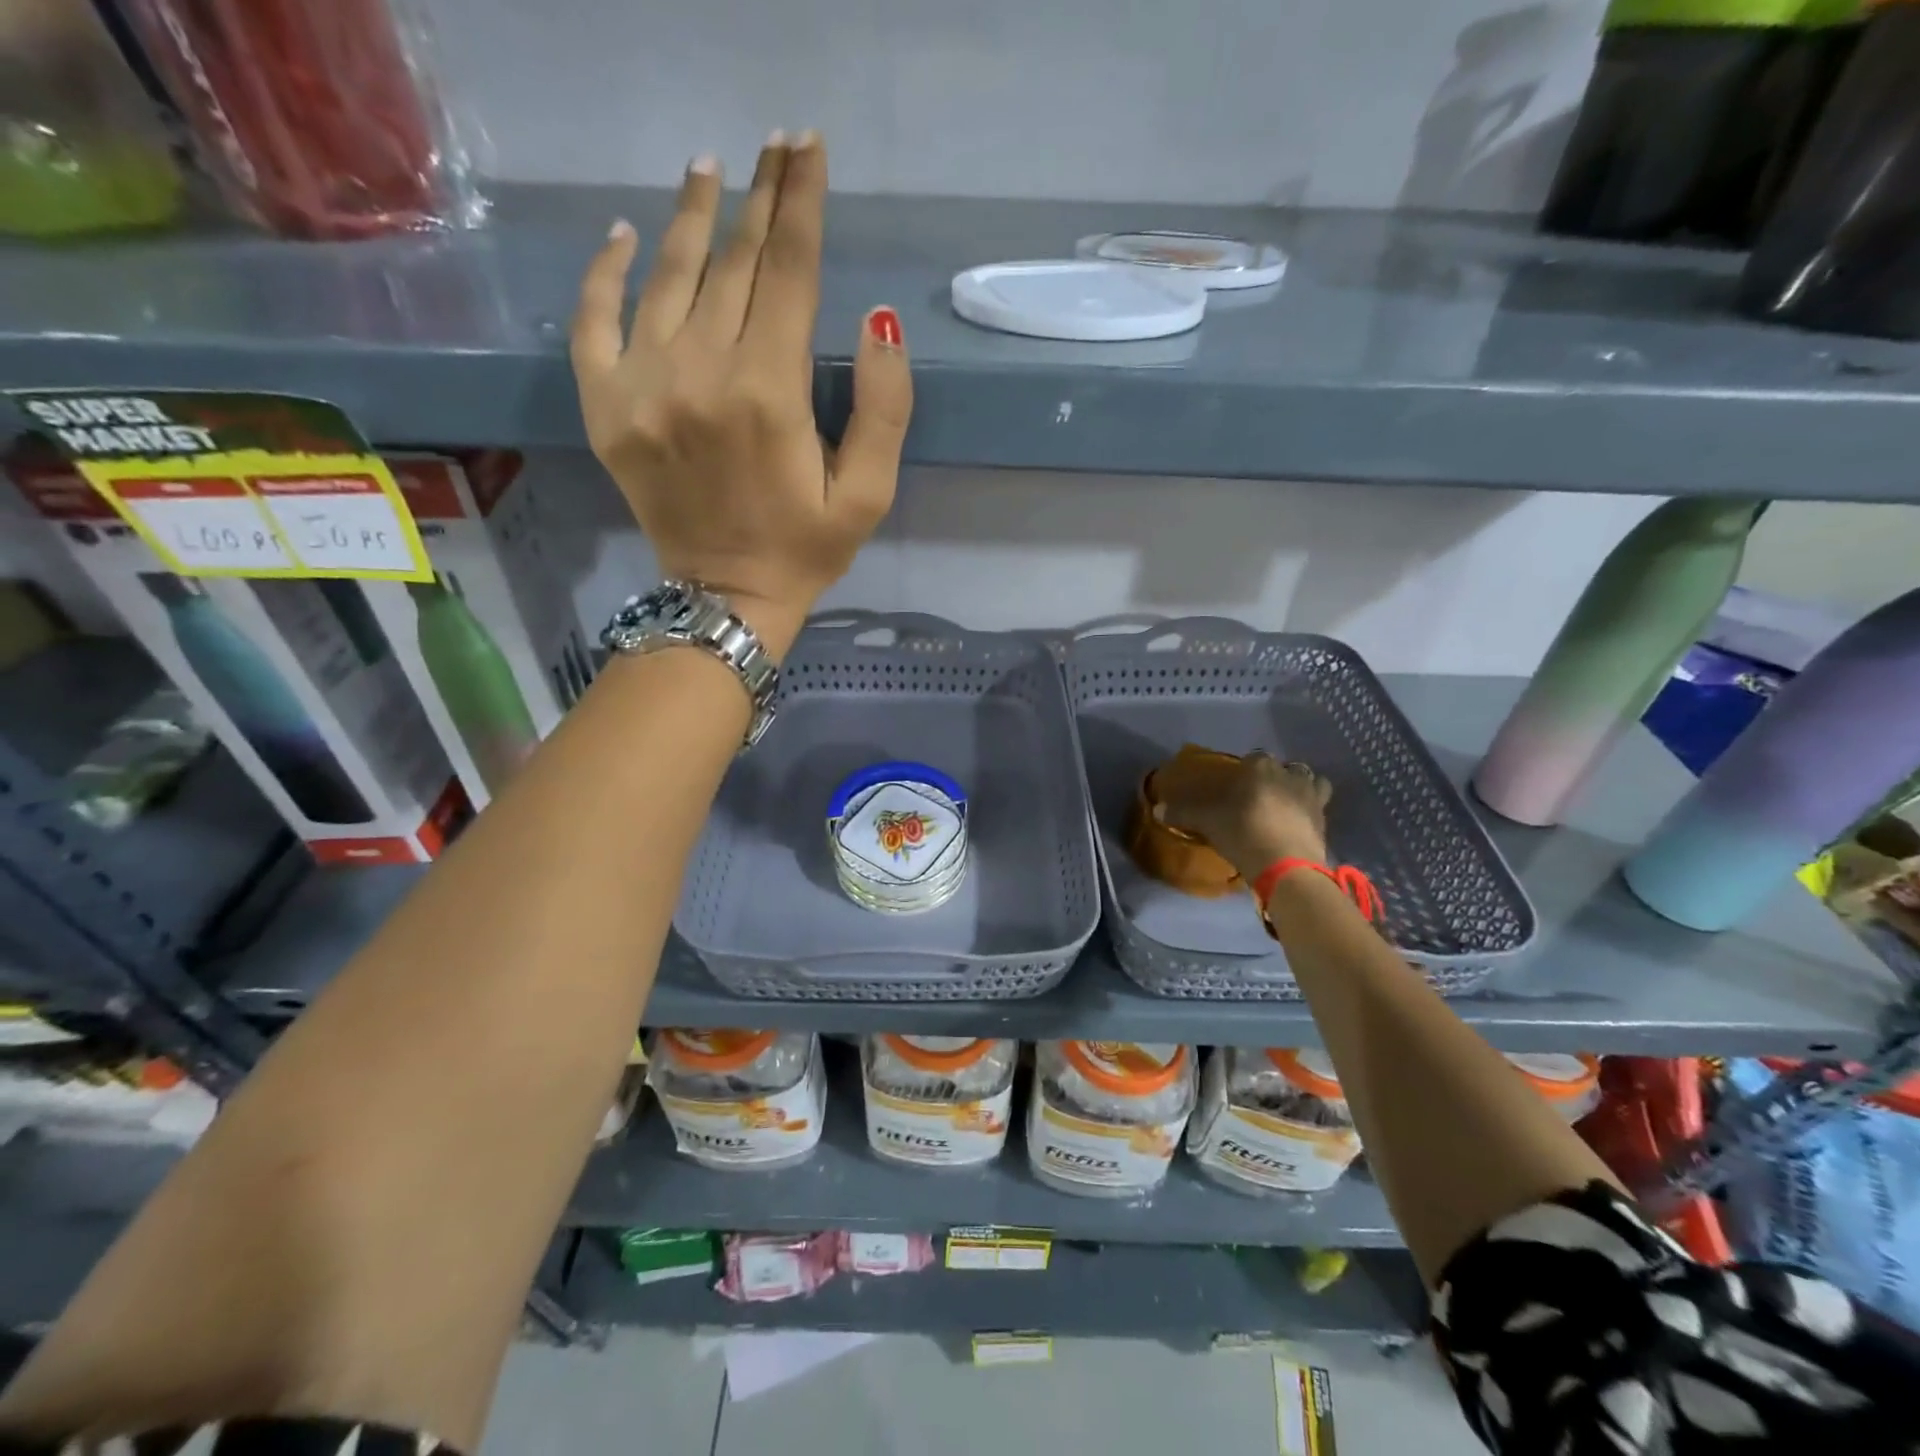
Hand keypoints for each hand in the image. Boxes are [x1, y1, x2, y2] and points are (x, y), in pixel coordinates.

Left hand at [570, 132, 912, 658]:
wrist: (725, 598)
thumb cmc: (805, 548)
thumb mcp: (868, 494)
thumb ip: (884, 409)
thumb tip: (877, 319)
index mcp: (768, 392)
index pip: (788, 272)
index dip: (801, 204)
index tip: (808, 147)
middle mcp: (698, 373)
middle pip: (731, 262)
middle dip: (758, 198)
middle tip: (774, 145)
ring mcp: (641, 386)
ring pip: (667, 276)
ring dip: (691, 216)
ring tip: (709, 169)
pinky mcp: (605, 407)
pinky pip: (594, 319)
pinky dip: (607, 271)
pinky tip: (626, 235)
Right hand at [1153, 750, 1331, 874]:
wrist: (1285, 864)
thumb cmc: (1241, 831)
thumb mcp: (1206, 822)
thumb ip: (1183, 813)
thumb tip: (1157, 809)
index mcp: (1260, 767)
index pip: (1253, 758)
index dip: (1245, 770)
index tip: (1236, 785)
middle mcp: (1289, 774)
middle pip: (1284, 767)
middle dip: (1275, 776)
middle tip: (1260, 795)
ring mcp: (1311, 796)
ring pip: (1310, 781)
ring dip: (1300, 787)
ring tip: (1286, 804)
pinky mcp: (1325, 820)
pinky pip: (1319, 806)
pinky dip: (1311, 811)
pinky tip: (1298, 823)